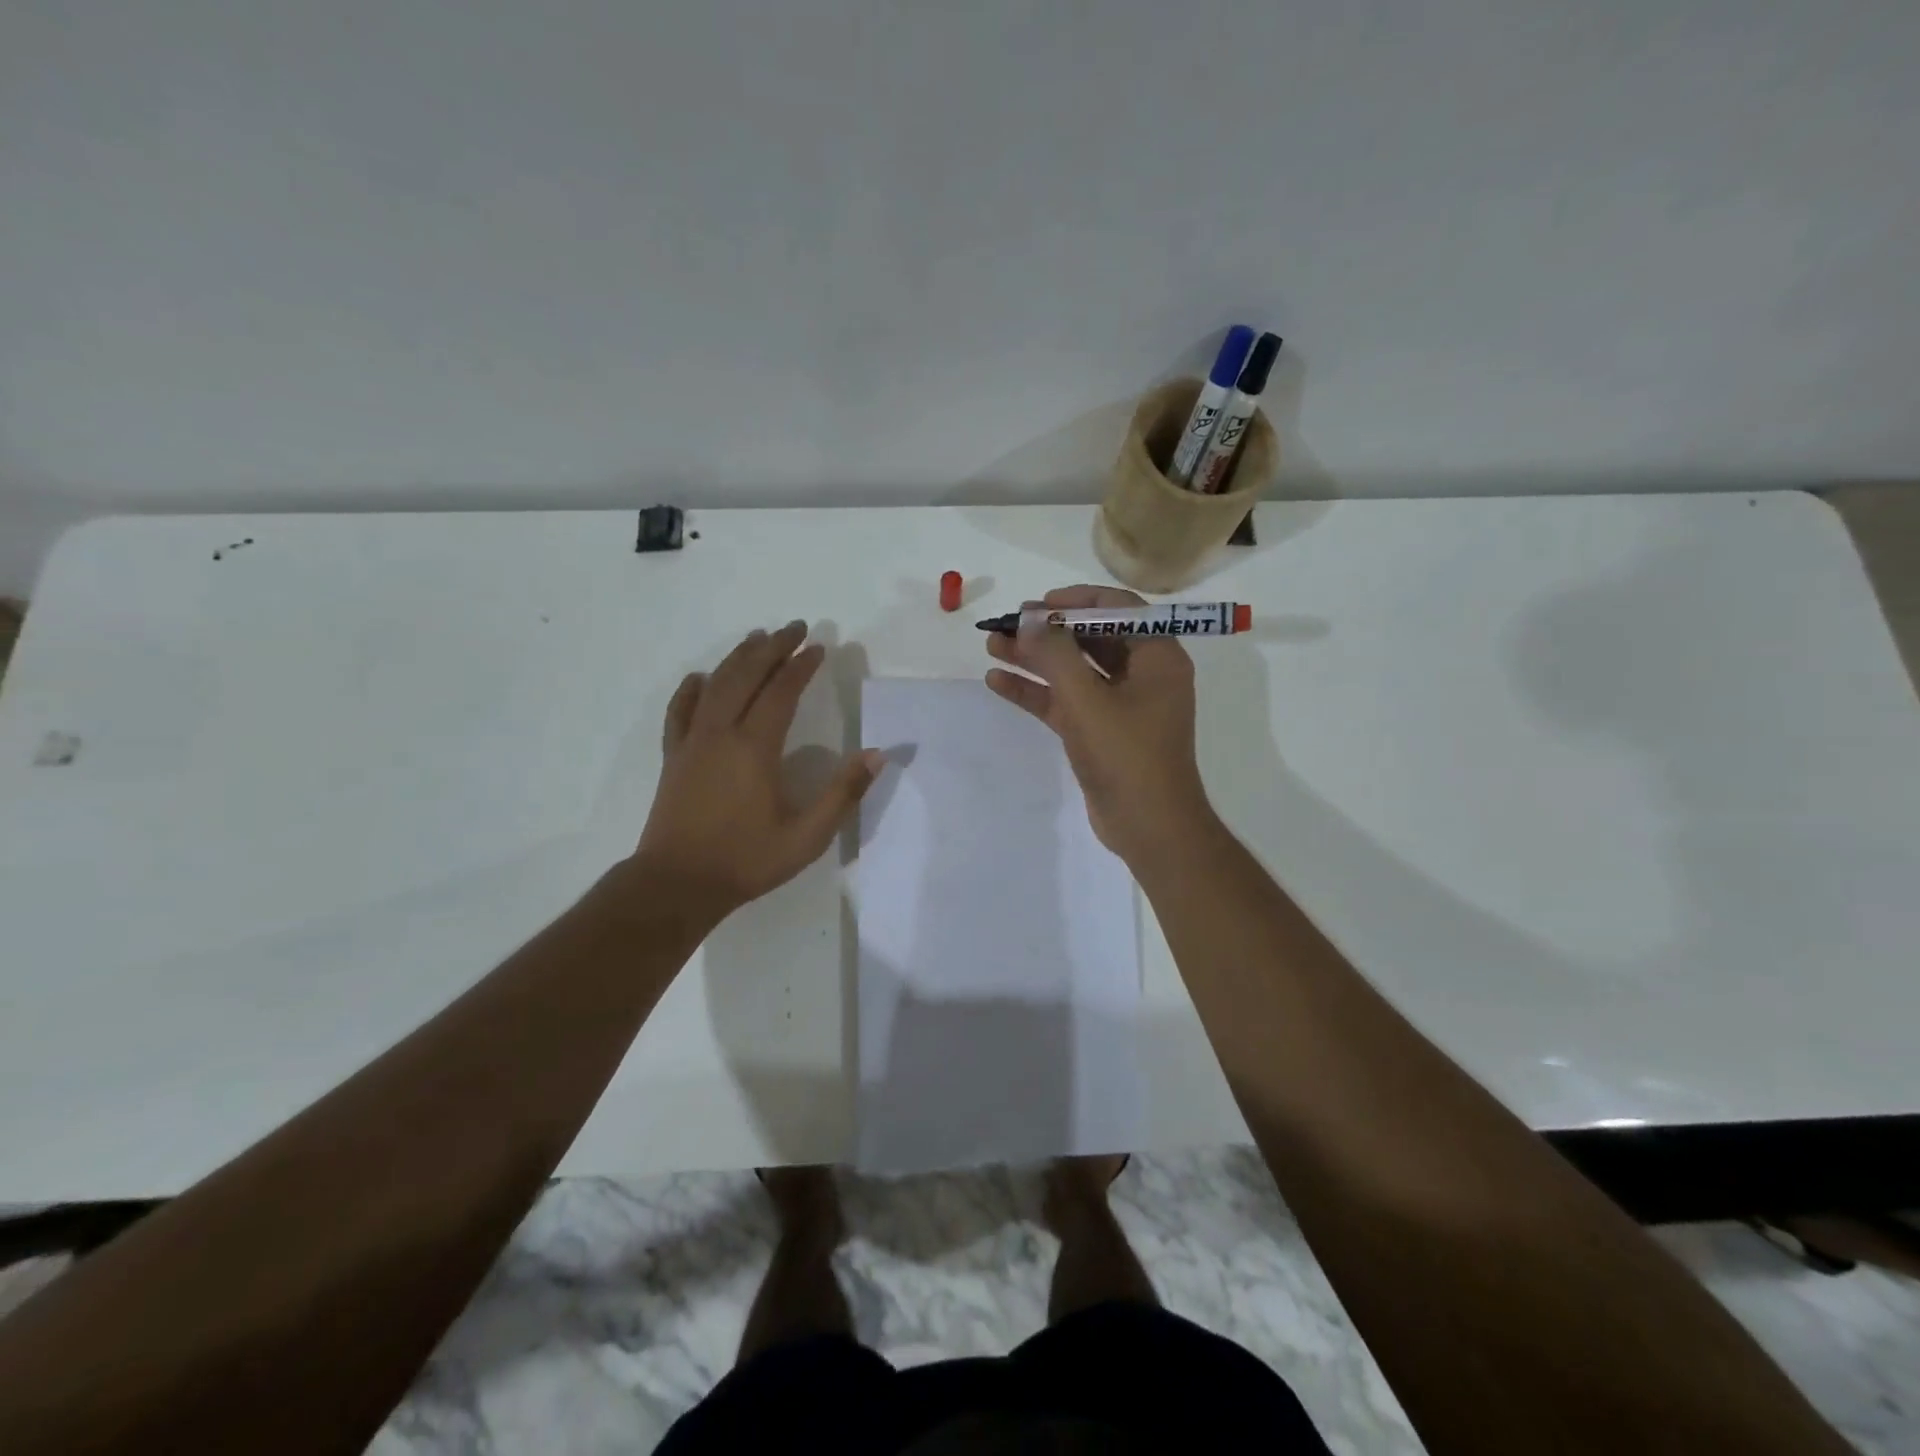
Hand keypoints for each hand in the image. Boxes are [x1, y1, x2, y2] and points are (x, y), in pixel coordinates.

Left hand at [635, 621, 880, 919]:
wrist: (677, 884)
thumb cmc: (746, 860)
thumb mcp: (807, 836)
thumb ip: (842, 794)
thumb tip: (876, 755)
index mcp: (755, 748)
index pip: (781, 692)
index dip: (801, 665)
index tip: (818, 647)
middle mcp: (721, 733)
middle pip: (747, 676)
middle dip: (772, 647)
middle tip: (794, 628)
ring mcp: (692, 742)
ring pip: (715, 685)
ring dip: (737, 658)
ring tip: (756, 638)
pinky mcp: (673, 756)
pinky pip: (680, 711)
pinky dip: (691, 689)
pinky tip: (700, 678)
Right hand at [984, 585, 1213, 863]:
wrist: (1148, 827)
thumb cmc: (1127, 756)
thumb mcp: (1087, 699)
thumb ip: (1055, 654)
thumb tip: (1028, 619)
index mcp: (1157, 657)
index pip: (1118, 609)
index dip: (1075, 601)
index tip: (1037, 604)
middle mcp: (1142, 674)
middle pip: (1090, 638)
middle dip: (1046, 631)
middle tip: (1006, 624)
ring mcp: (1120, 705)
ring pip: (1073, 671)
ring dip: (1034, 659)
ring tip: (991, 646)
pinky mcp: (1100, 732)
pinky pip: (1065, 702)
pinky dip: (1036, 692)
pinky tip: (998, 682)